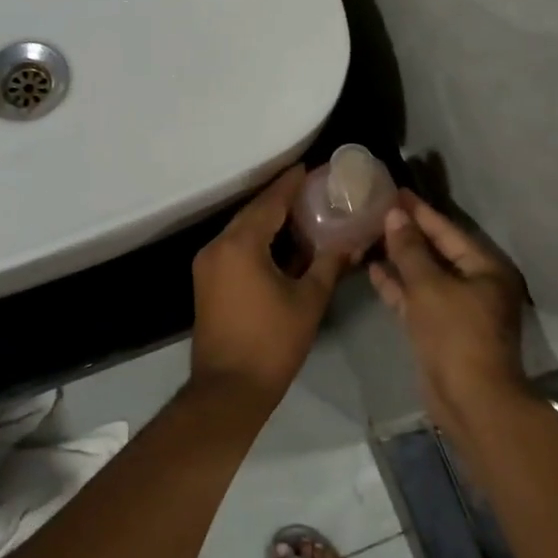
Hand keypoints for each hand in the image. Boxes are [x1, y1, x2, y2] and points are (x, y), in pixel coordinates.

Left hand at [190, 167, 350, 404]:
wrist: (228, 388)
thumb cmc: (272, 342)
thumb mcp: (308, 300)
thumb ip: (329, 264)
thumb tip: (350, 242)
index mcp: (241, 244)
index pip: (269, 203)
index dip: (290, 184)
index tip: (308, 168)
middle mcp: (217, 246)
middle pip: (252, 213)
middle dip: (279, 200)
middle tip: (309, 189)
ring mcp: (207, 264)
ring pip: (241, 230)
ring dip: (267, 220)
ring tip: (300, 212)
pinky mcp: (206, 281)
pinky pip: (233, 248)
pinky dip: (256, 240)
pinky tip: (280, 243)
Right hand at [369, 192, 528, 430]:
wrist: (469, 399)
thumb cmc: (455, 334)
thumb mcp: (429, 286)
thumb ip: (410, 250)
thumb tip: (395, 216)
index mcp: (485, 269)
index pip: (448, 230)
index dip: (421, 211)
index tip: (397, 191)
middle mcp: (476, 285)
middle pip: (438, 251)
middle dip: (408, 233)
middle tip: (379, 209)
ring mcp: (458, 309)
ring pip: (425, 276)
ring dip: (400, 259)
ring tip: (370, 234)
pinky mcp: (440, 330)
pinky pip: (417, 298)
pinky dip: (398, 286)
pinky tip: (373, 270)